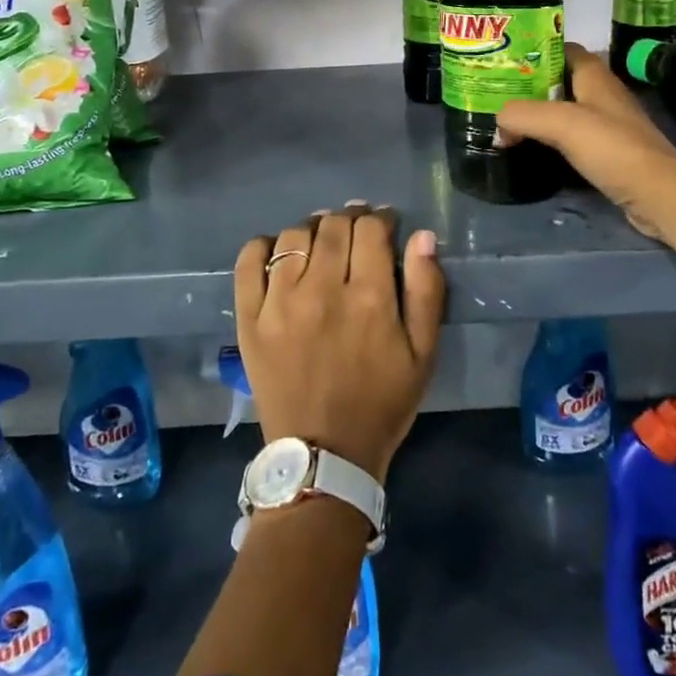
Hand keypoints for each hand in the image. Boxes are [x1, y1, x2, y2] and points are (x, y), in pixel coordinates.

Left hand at [233, 204, 444, 481]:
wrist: (323, 456)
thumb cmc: (381, 403)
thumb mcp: (423, 354)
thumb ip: (427, 291)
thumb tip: (422, 236)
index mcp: (368, 298)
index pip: (371, 229)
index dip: (381, 219)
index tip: (385, 225)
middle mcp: (322, 290)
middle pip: (333, 225)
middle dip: (350, 218)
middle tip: (355, 231)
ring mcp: (280, 303)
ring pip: (294, 236)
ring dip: (313, 230)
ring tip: (321, 243)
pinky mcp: (250, 318)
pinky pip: (249, 261)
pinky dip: (263, 246)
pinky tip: (278, 253)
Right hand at [497, 43, 675, 253]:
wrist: (658, 194)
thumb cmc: (612, 147)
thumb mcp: (561, 123)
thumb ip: (522, 114)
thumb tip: (498, 123)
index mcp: (596, 77)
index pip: (564, 50)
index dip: (537, 51)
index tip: (506, 61)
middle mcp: (603, 95)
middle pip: (562, 82)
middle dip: (531, 86)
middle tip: (498, 94)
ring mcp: (608, 126)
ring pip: (566, 111)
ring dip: (540, 115)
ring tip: (508, 121)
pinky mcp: (609, 153)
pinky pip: (574, 138)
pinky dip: (552, 140)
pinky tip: (533, 149)